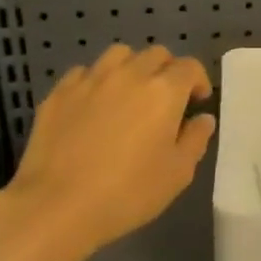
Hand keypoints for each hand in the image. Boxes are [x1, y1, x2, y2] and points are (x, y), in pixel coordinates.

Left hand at [0, 44, 215, 260]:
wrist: (56, 206)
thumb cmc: (127, 193)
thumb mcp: (177, 174)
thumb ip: (195, 140)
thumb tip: (203, 118)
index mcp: (163, 91)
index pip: (189, 67)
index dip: (198, 81)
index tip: (197, 101)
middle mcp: (129, 74)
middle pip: (156, 54)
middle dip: (167, 70)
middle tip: (166, 99)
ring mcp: (90, 80)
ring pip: (119, 55)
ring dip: (132, 67)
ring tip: (130, 92)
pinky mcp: (59, 93)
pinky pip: (84, 72)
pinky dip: (96, 81)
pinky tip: (93, 104)